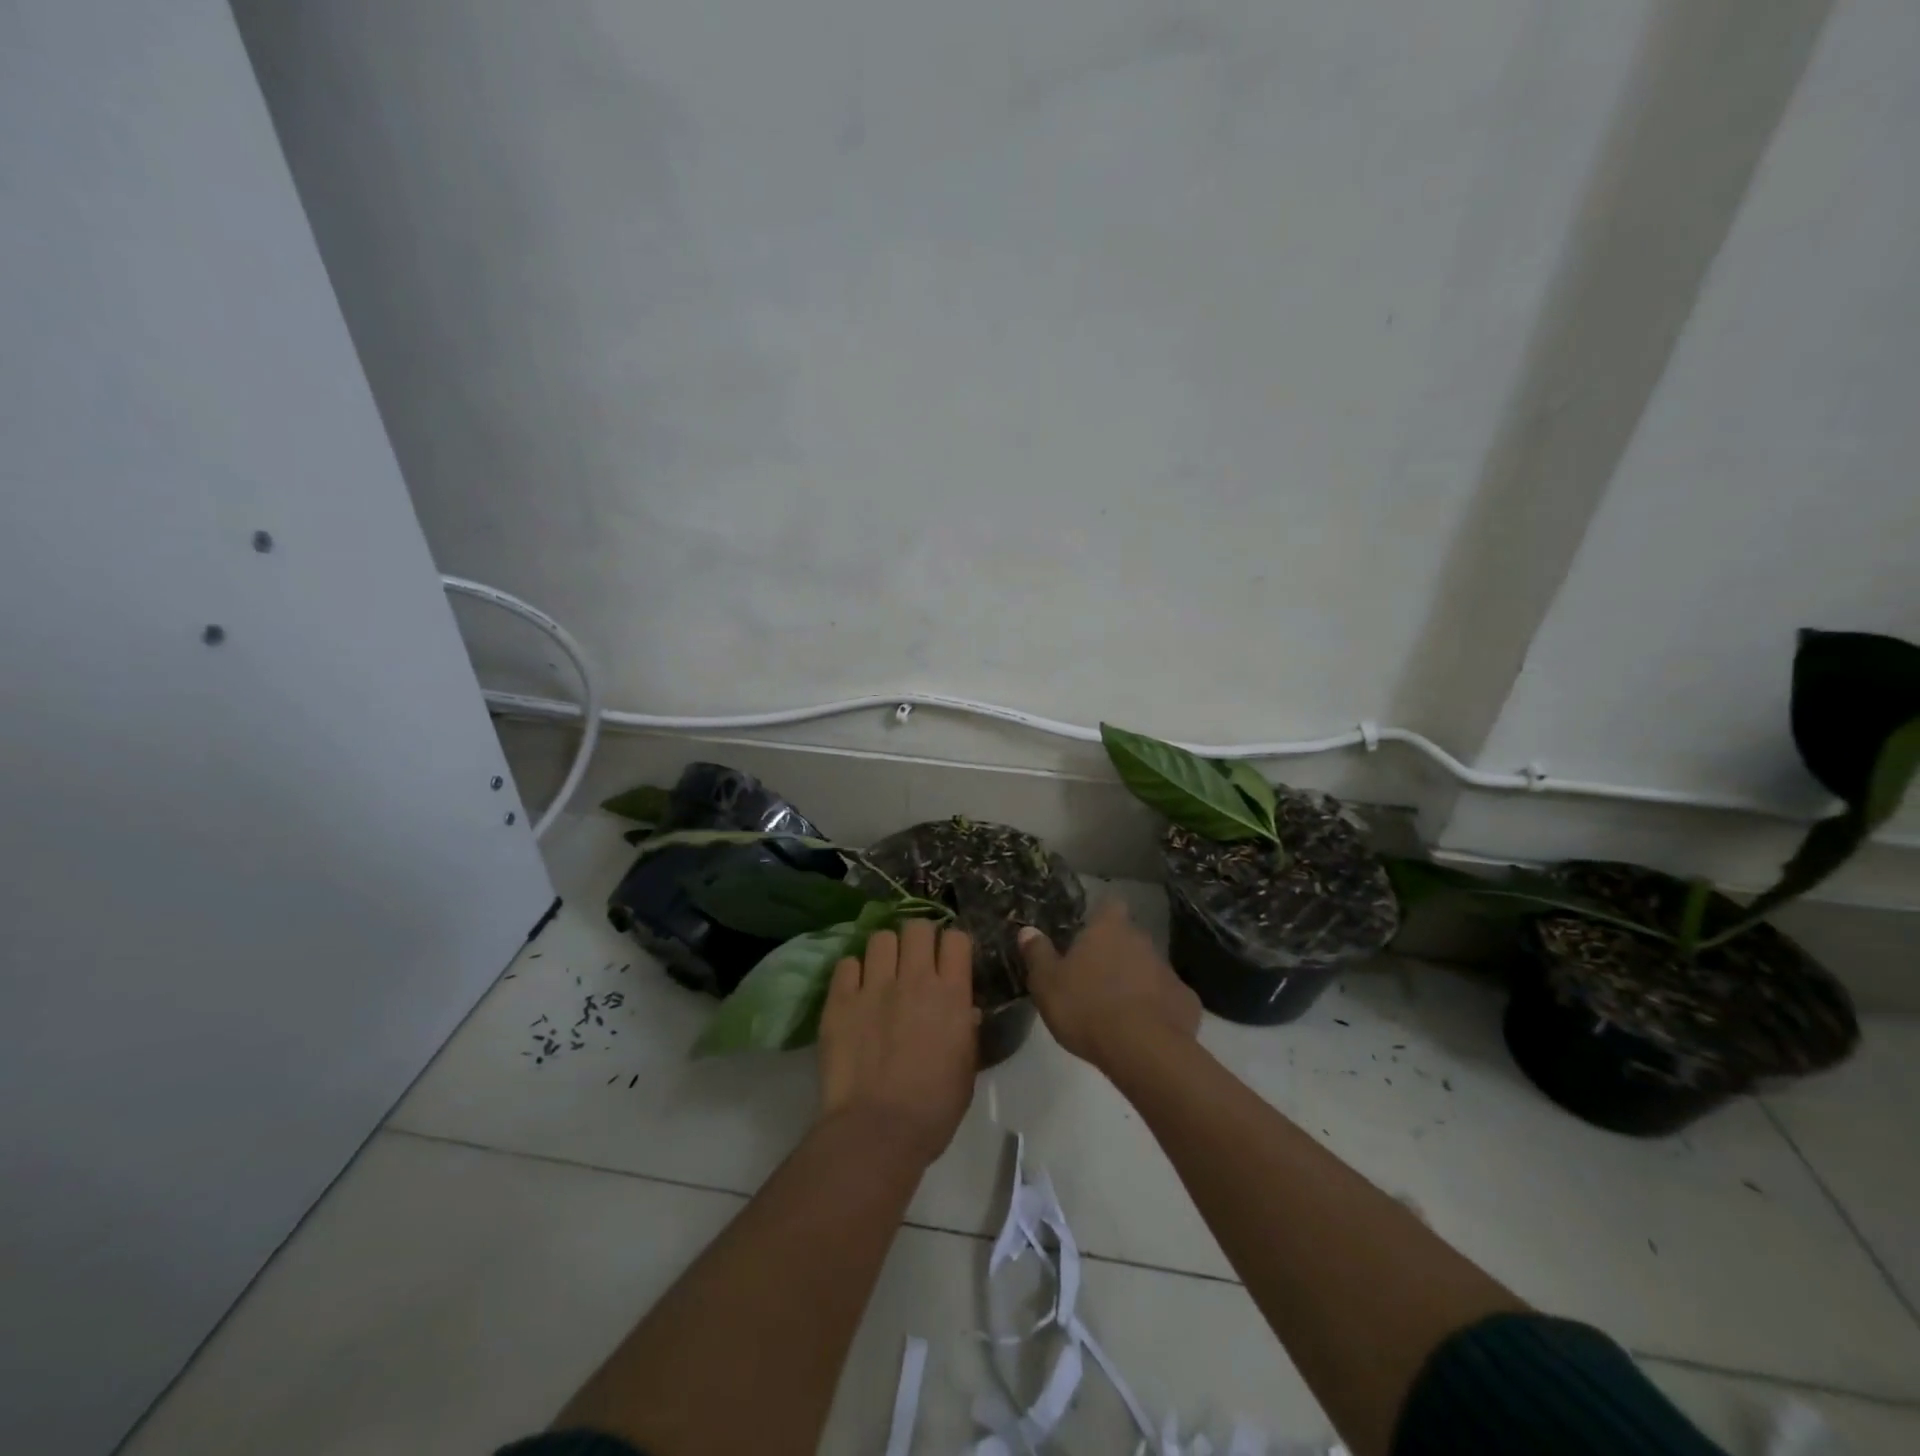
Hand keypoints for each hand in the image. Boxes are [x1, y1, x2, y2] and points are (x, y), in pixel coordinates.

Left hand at [818, 918, 979, 1166]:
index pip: (956, 939)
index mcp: (951, 994)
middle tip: (915, 960)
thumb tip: (964, 1008)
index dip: (952, 945)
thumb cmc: (933, 1108)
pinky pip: (846, 964)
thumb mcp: (967, 1068)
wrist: (878, 1130)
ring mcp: (874, 986)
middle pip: (917, 928)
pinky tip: (855, 990)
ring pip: (880, 937)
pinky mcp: (840, 999)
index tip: (948, 959)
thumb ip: (967, 1029)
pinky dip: (853, 972)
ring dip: (885, 951)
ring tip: (882, 972)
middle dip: (918, 938)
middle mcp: (915, 979)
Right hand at [1019, 898, 1200, 1069]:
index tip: (1089, 932)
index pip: (1110, 905)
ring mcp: (1169, 971)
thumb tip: (1028, 930)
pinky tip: (1145, 1030)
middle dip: (1116, 953)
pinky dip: (1158, 1009)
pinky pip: (1168, 999)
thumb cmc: (1086, 1008)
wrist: (1143, 1050)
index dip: (1101, 916)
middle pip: (1129, 938)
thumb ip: (1037, 954)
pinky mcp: (1187, 1002)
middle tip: (1095, 978)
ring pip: (1149, 968)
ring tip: (1117, 1009)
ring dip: (1136, 981)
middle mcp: (1143, 940)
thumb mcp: (1047, 983)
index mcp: (1109, 929)